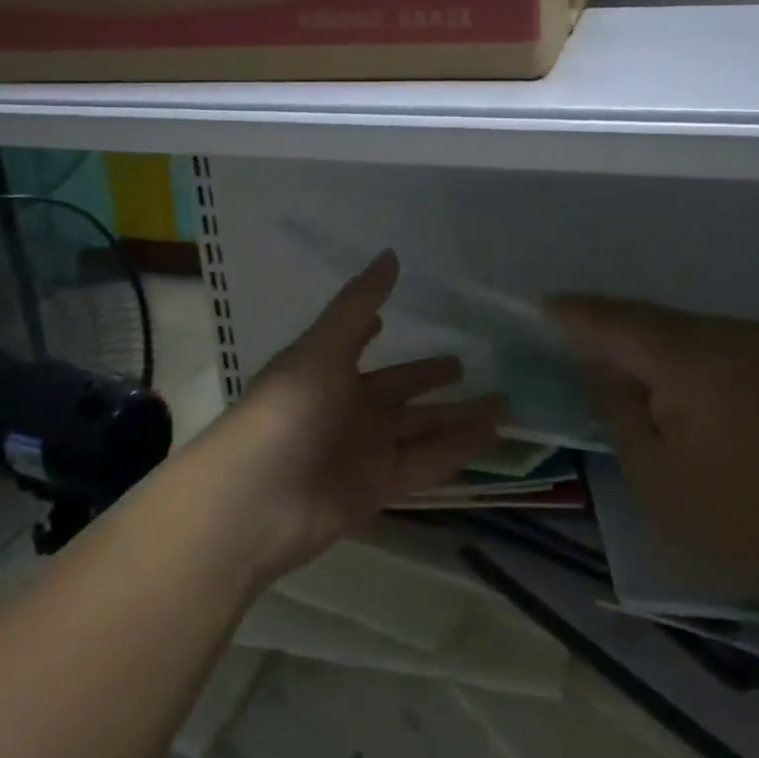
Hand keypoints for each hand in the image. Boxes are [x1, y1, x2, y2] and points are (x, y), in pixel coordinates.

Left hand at [194, 251, 502, 582]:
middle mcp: (348, 407)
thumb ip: (358, 305)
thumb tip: (391, 254)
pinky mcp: (377, 488)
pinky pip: (426, 463)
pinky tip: (491, 436)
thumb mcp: (321, 349)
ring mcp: (363, 450)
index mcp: (329, 369)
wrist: (253, 503)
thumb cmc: (284, 411)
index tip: (401, 315)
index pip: (360, 342)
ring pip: (422, 428)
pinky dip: (457, 450)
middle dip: (432, 379)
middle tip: (470, 364)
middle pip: (401, 390)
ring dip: (459, 417)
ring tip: (505, 403)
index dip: (377, 329)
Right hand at [546, 296, 758, 607]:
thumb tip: (594, 356)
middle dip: (605, 323)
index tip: (541, 307)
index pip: (622, 325)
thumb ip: (615, 401)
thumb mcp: (650, 471)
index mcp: (698, 365)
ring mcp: (756, 337)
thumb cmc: (729, 520)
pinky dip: (668, 343)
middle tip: (562, 329)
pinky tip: (650, 363)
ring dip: (637, 334)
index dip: (579, 315)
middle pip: (648, 317)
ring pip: (674, 322)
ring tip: (601, 352)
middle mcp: (730, 334)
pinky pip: (700, 334)